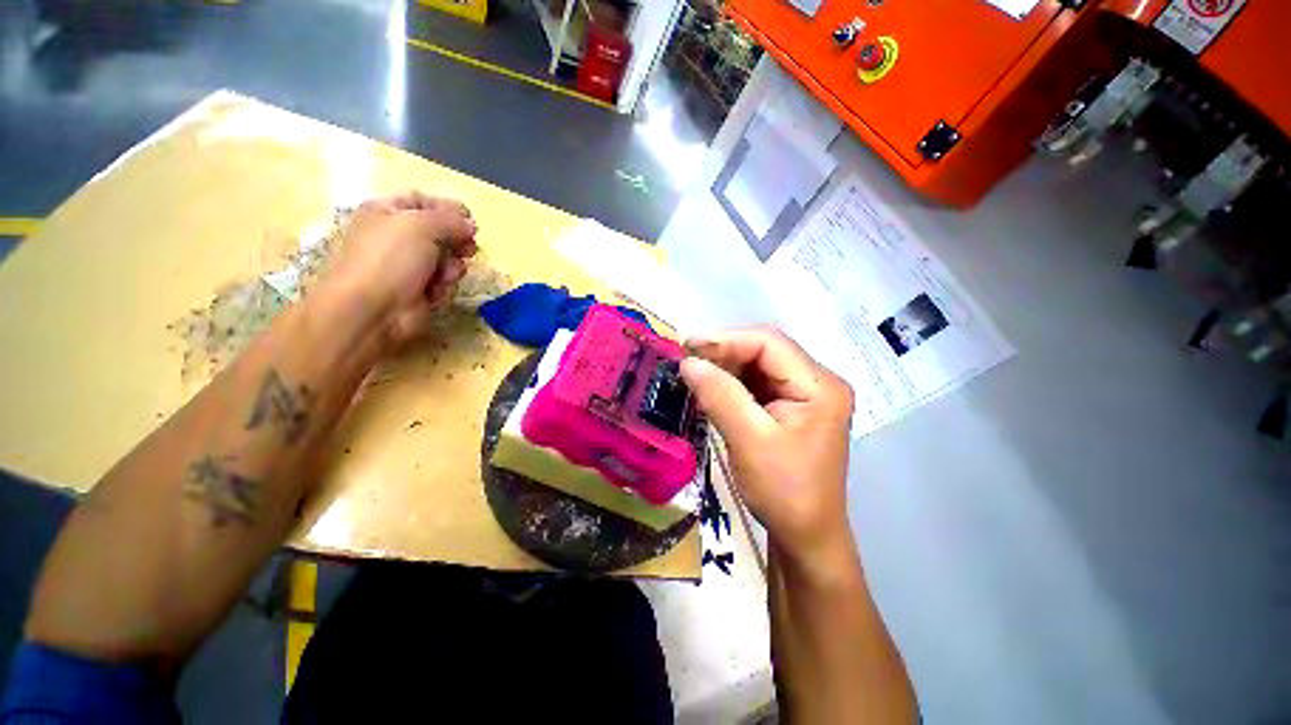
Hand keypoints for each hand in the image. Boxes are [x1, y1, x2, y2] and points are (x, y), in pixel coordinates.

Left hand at [323, 191, 477, 345]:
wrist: (373, 309)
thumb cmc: (390, 258)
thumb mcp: (421, 225)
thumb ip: (451, 220)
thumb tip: (470, 225)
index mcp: (387, 212)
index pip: (423, 201)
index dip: (448, 208)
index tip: (470, 220)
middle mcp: (397, 237)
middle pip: (439, 232)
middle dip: (456, 241)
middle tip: (468, 249)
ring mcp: (409, 266)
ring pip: (447, 259)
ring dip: (452, 267)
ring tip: (444, 275)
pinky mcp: (420, 290)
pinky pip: (444, 282)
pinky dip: (444, 286)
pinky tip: (434, 292)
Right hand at [681, 328, 853, 560]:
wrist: (806, 536)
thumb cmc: (784, 492)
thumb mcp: (749, 440)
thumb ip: (719, 395)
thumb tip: (688, 362)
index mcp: (820, 387)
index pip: (770, 344)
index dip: (726, 340)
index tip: (688, 348)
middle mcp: (817, 383)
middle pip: (765, 351)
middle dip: (724, 352)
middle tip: (686, 360)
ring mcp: (805, 395)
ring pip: (758, 365)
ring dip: (725, 366)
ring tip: (693, 372)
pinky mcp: (791, 408)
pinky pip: (757, 384)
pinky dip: (731, 383)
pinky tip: (711, 387)